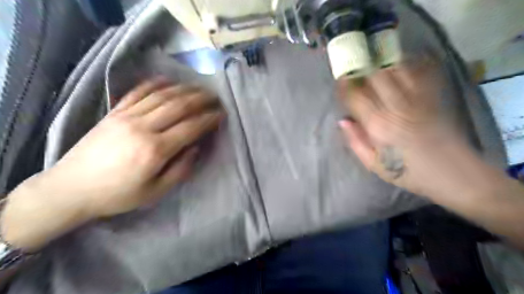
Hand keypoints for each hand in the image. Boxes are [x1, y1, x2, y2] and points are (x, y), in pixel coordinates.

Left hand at [52, 79, 224, 216]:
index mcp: (155, 150)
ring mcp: (126, 116)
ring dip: (184, 89)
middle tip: (215, 97)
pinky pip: (138, 92)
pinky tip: (168, 80)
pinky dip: (155, 84)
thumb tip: (195, 147)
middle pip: (178, 106)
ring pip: (161, 95)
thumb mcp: (155, 192)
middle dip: (201, 99)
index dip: (209, 119)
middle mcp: (142, 127)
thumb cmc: (118, 194)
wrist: (71, 188)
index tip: (221, 114)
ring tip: (199, 88)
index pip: (190, 127)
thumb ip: (180, 169)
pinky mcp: (114, 112)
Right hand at [335, 62, 461, 194]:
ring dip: (381, 64)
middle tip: (355, 69)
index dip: (345, 86)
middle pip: (375, 76)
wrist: (451, 172)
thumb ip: (356, 141)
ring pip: (395, 69)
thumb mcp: (373, 164)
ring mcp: (416, 98)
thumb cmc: (408, 171)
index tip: (340, 81)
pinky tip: (397, 66)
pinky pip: (418, 71)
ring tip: (373, 65)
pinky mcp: (432, 96)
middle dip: (362, 69)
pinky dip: (405, 65)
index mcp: (378, 125)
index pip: (356, 96)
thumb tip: (343, 121)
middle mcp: (396, 106)